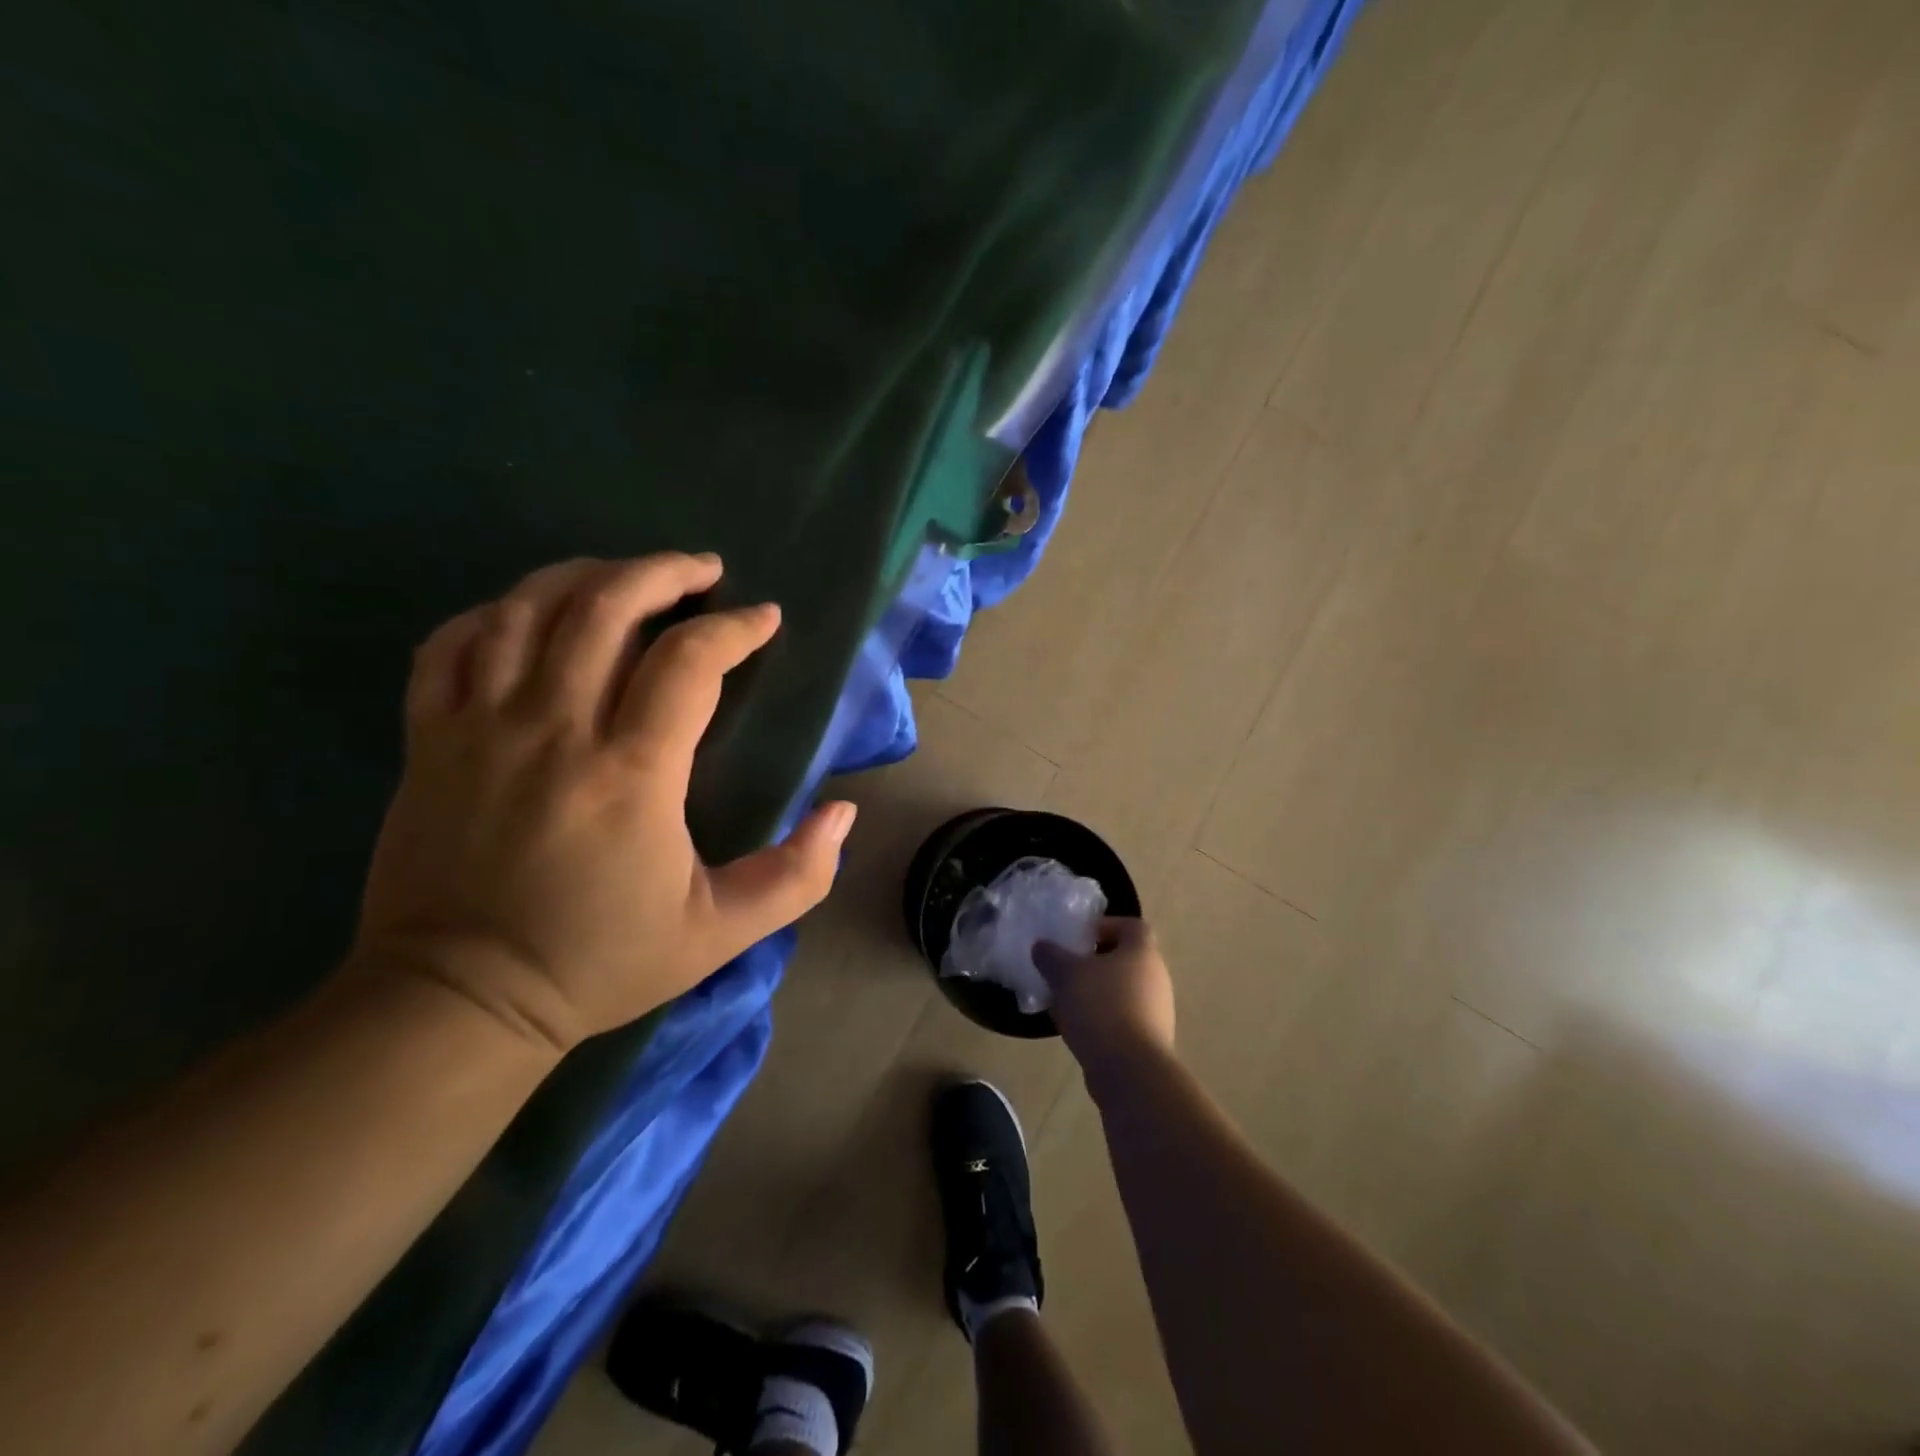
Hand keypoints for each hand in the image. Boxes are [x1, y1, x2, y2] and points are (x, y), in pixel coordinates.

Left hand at [352, 553, 855, 1054]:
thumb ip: (797, 874)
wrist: (459, 1000)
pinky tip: (530, 613)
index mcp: (631, 774)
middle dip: (664, 573)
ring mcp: (480, 728)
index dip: (735, 628)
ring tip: (628, 575)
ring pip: (528, 609)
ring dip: (587, 575)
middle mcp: (554, 730)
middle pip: (606, 607)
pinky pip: (452, 645)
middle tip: (704, 570)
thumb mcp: (720, 932)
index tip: (764, 619)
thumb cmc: (600, 961)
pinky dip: (496, 612)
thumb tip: (843, 811)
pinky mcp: (429, 740)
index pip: (690, 662)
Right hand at [1034, 918, 1175, 1094]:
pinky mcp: (1149, 1040)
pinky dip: (1101, 1018)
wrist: (1130, 1070)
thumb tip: (1042, 946)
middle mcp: (1156, 977)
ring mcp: (1157, 1011)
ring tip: (1065, 1001)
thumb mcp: (1066, 974)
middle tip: (1066, 969)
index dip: (1105, 926)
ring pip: (1122, 990)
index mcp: (1142, 952)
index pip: (1131, 925)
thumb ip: (1051, 956)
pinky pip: (1122, 1018)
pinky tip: (1077, 1029)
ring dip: (1095, 992)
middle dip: (1094, 962)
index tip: (1079, 938)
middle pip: (1125, 959)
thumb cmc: (1101, 1007)